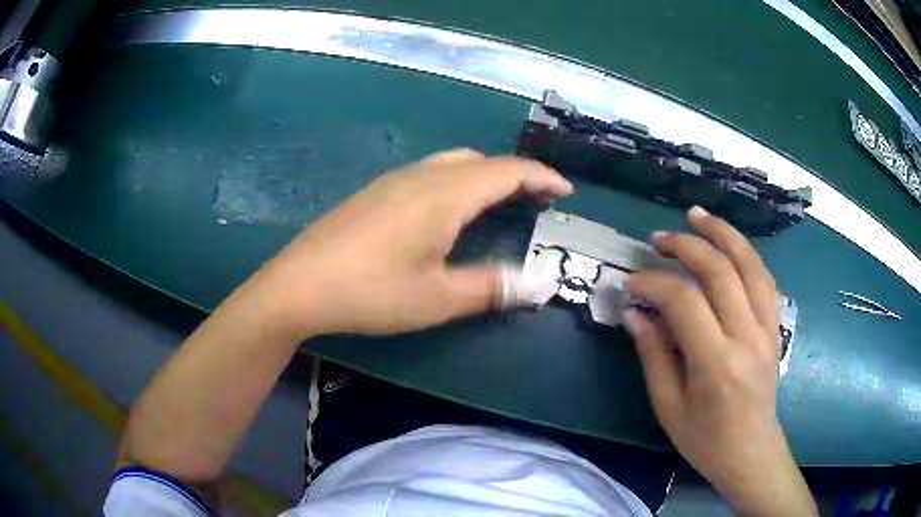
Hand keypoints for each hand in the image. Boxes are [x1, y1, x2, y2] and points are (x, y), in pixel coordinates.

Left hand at [258, 149, 572, 336]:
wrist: (298, 285)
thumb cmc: (370, 293)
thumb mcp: (437, 299)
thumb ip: (490, 287)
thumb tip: (536, 284)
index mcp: (444, 195)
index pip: (507, 171)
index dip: (541, 176)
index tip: (564, 191)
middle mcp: (421, 175)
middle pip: (482, 161)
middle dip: (517, 175)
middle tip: (537, 200)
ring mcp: (394, 179)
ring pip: (454, 162)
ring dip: (486, 175)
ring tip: (501, 201)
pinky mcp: (376, 191)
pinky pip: (430, 171)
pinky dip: (458, 180)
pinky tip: (450, 209)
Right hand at [623, 206, 815, 515]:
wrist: (751, 452)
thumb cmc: (705, 439)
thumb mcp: (668, 406)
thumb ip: (652, 355)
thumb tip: (634, 313)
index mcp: (716, 364)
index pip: (684, 302)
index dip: (654, 283)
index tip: (631, 282)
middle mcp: (747, 337)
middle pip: (720, 271)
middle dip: (686, 245)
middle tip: (658, 239)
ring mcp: (767, 329)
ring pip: (750, 264)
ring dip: (723, 234)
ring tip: (697, 215)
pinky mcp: (776, 327)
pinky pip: (765, 279)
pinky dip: (746, 254)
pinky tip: (730, 245)